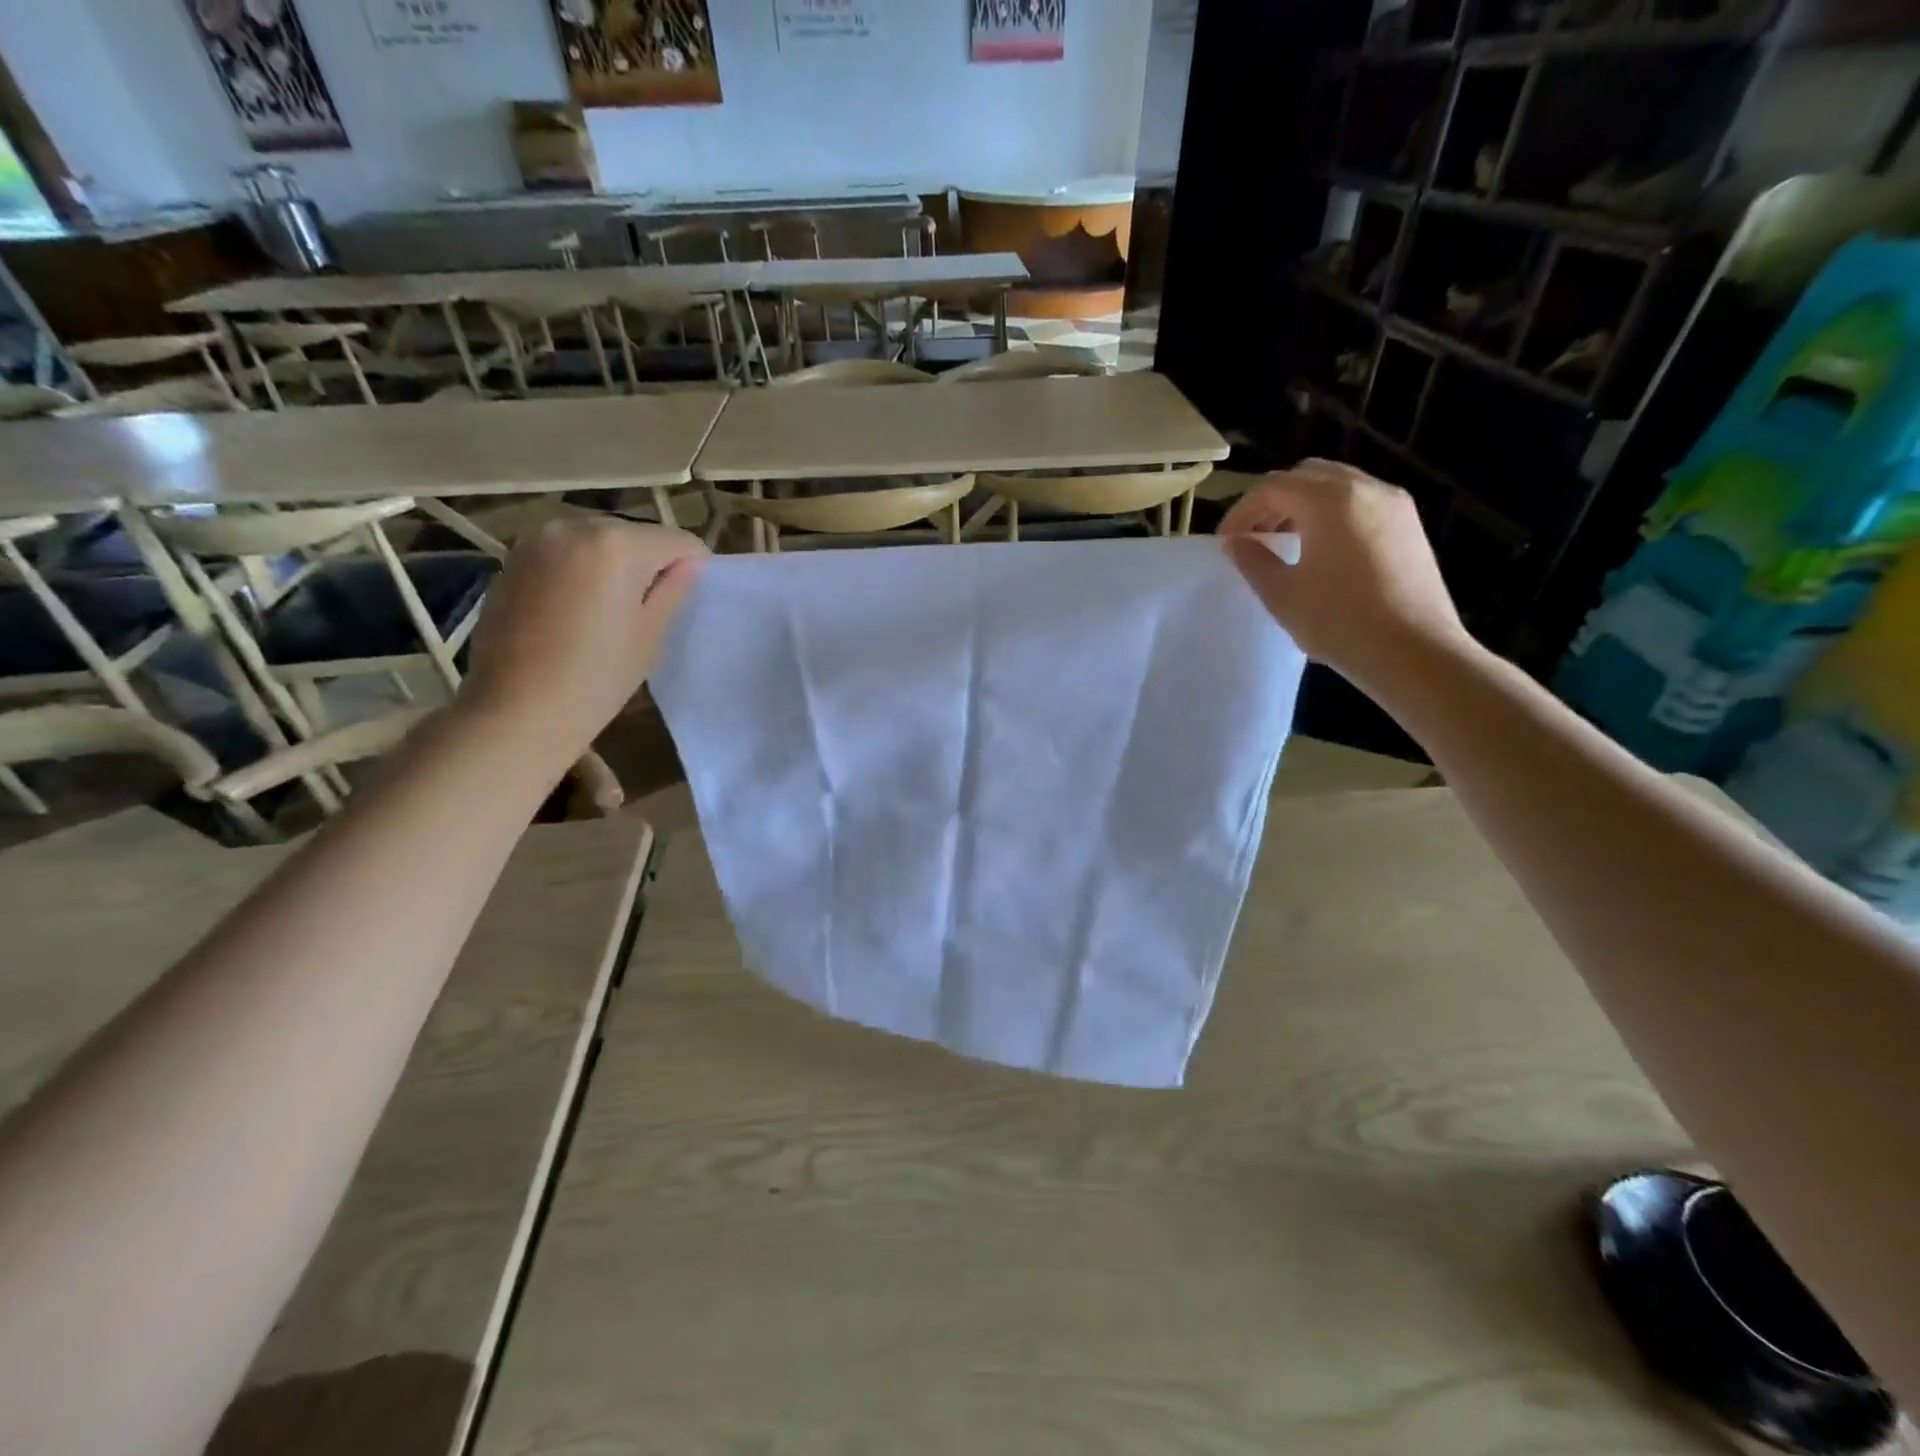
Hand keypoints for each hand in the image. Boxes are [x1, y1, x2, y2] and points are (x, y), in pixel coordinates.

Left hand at [455, 517, 706, 769]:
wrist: (516, 711)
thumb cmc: (597, 678)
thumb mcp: (650, 635)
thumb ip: (673, 590)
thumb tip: (689, 566)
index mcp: (617, 544)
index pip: (678, 541)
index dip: (694, 568)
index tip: (689, 600)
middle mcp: (574, 527)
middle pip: (634, 536)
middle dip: (649, 564)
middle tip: (649, 610)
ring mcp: (536, 542)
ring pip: (597, 544)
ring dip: (612, 568)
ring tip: (608, 613)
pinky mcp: (512, 562)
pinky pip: (565, 556)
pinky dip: (579, 574)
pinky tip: (574, 614)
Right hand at [1218, 459, 1472, 691]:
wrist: (1415, 652)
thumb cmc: (1340, 622)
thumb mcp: (1282, 594)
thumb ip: (1253, 561)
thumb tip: (1236, 542)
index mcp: (1328, 500)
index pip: (1272, 487)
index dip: (1241, 512)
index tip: (1226, 542)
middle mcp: (1364, 488)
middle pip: (1306, 475)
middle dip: (1273, 501)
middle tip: (1254, 536)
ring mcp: (1393, 503)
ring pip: (1337, 486)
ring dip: (1304, 505)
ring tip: (1285, 543)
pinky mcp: (1409, 524)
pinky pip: (1361, 502)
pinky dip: (1333, 514)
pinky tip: (1323, 551)